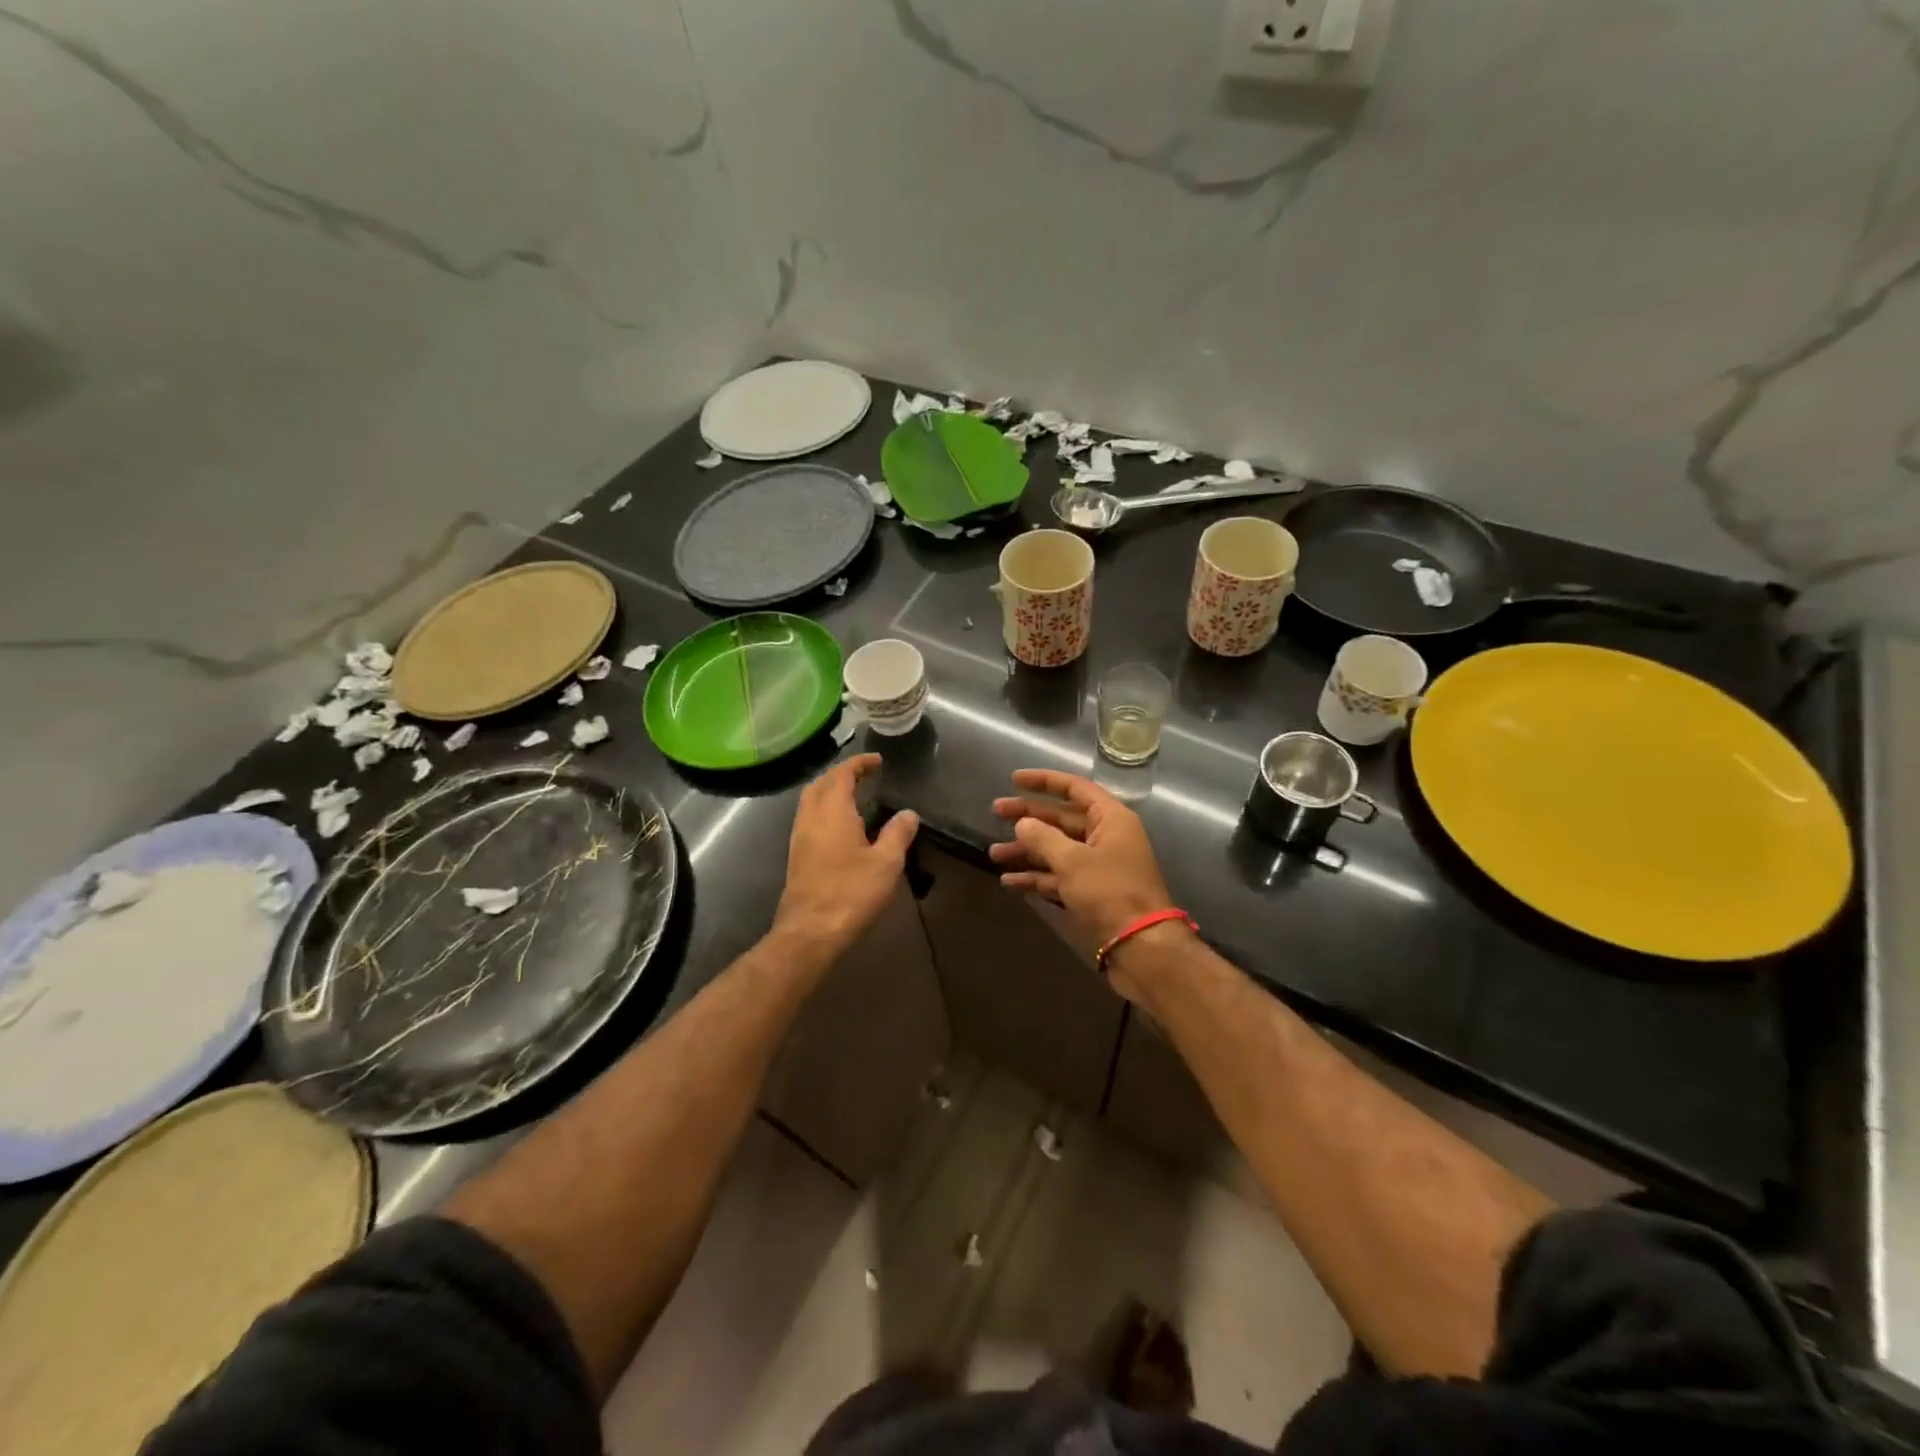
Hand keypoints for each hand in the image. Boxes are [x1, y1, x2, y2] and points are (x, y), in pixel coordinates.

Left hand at [771, 754, 918, 965]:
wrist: (810, 931)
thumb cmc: (851, 891)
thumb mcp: (886, 862)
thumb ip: (898, 833)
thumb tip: (908, 813)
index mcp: (832, 810)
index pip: (842, 773)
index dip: (858, 763)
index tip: (876, 761)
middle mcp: (810, 817)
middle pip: (821, 783)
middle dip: (841, 774)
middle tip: (865, 775)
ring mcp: (799, 837)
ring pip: (811, 801)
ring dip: (830, 792)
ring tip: (855, 797)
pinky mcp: (797, 856)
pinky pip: (809, 819)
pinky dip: (825, 810)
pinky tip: (843, 826)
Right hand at [989, 769, 1176, 950]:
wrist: (1140, 946)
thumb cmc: (1110, 892)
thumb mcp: (1072, 860)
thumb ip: (1043, 837)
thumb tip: (1022, 823)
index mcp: (1110, 819)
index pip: (1075, 788)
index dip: (1044, 781)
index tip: (1013, 779)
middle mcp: (1106, 837)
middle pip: (1061, 818)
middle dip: (1028, 816)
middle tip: (995, 812)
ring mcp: (1098, 866)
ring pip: (1056, 849)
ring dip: (1026, 850)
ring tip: (994, 854)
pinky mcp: (1090, 892)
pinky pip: (1058, 876)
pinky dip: (1035, 877)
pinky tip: (1009, 882)